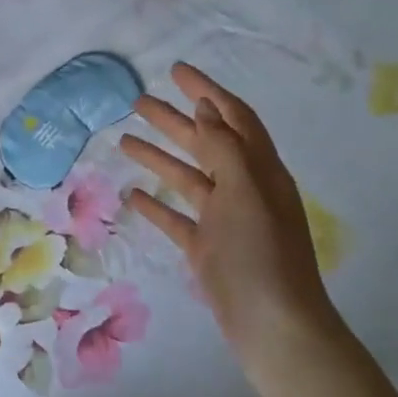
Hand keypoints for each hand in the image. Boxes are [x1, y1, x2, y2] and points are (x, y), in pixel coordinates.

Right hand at [119, 63, 344, 366]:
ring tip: (123, 140)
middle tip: (138, 102)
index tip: (176, 70)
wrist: (273, 326)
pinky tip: (132, 196)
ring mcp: (224, 220)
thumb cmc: (262, 254)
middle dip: (174, 120)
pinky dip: (156, 205)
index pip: (232, 118)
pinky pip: (177, 218)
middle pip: (205, 143)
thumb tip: (205, 107)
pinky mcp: (207, 249)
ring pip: (187, 178)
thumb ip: (224, 147)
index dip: (207, 91)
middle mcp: (243, 189)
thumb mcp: (245, 191)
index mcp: (260, 171)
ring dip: (159, 157)